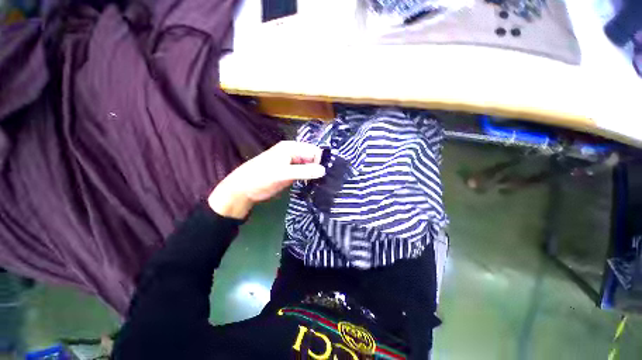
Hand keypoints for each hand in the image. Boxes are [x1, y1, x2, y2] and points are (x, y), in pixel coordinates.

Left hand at [208, 141, 325, 218]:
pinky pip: (303, 172)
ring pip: (309, 165)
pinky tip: (313, 184)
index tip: (328, 174)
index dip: (321, 161)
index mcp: (291, 147)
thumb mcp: (283, 174)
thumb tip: (324, 170)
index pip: (313, 150)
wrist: (243, 190)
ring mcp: (291, 163)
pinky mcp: (289, 172)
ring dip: (314, 173)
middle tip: (326, 180)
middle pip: (312, 157)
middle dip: (319, 167)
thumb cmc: (261, 178)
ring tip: (322, 183)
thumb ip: (304, 171)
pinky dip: (308, 177)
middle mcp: (292, 152)